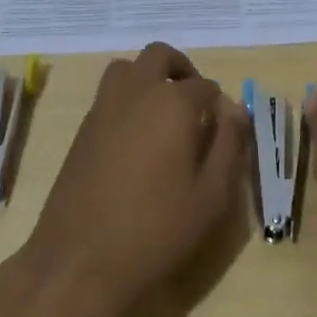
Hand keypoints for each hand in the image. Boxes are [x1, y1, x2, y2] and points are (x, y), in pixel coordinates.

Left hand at [19, 43, 250, 316]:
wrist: (81, 261)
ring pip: (127, 68)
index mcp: (173, 103)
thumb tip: (236, 111)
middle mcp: (136, 92)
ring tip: (164, 114)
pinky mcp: (82, 128)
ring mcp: (103, 107)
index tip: (224, 131)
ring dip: (149, 76)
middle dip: (182, 70)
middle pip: (160, 56)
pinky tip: (137, 139)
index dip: (219, 106)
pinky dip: (127, 98)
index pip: (205, 87)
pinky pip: (108, 94)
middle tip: (195, 103)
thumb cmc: (157, 230)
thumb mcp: (212, 195)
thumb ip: (229, 145)